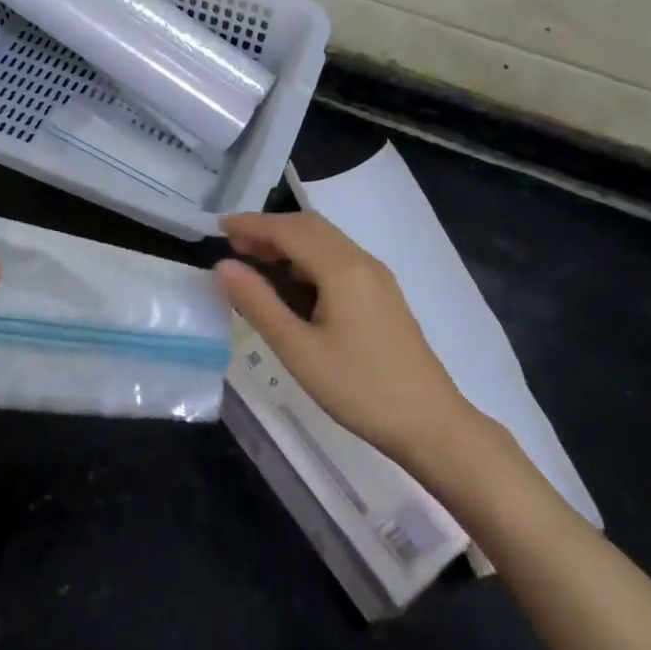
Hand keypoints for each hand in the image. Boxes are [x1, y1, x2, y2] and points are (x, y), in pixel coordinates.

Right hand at [216, 211, 475, 463]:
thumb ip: (258, 303)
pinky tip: (294, 285)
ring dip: (289, 243)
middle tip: (234, 246)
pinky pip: (339, 259)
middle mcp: (362, 261)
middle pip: (309, 227)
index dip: (251, 224)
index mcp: (342, 268)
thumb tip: (223, 266)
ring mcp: (377, 277)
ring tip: (256, 263)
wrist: (432, 424)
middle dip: (269, 229)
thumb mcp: (298, 350)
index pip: (289, 230)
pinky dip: (308, 258)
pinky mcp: (383, 294)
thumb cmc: (359, 389)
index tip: (218, 227)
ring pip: (326, 241)